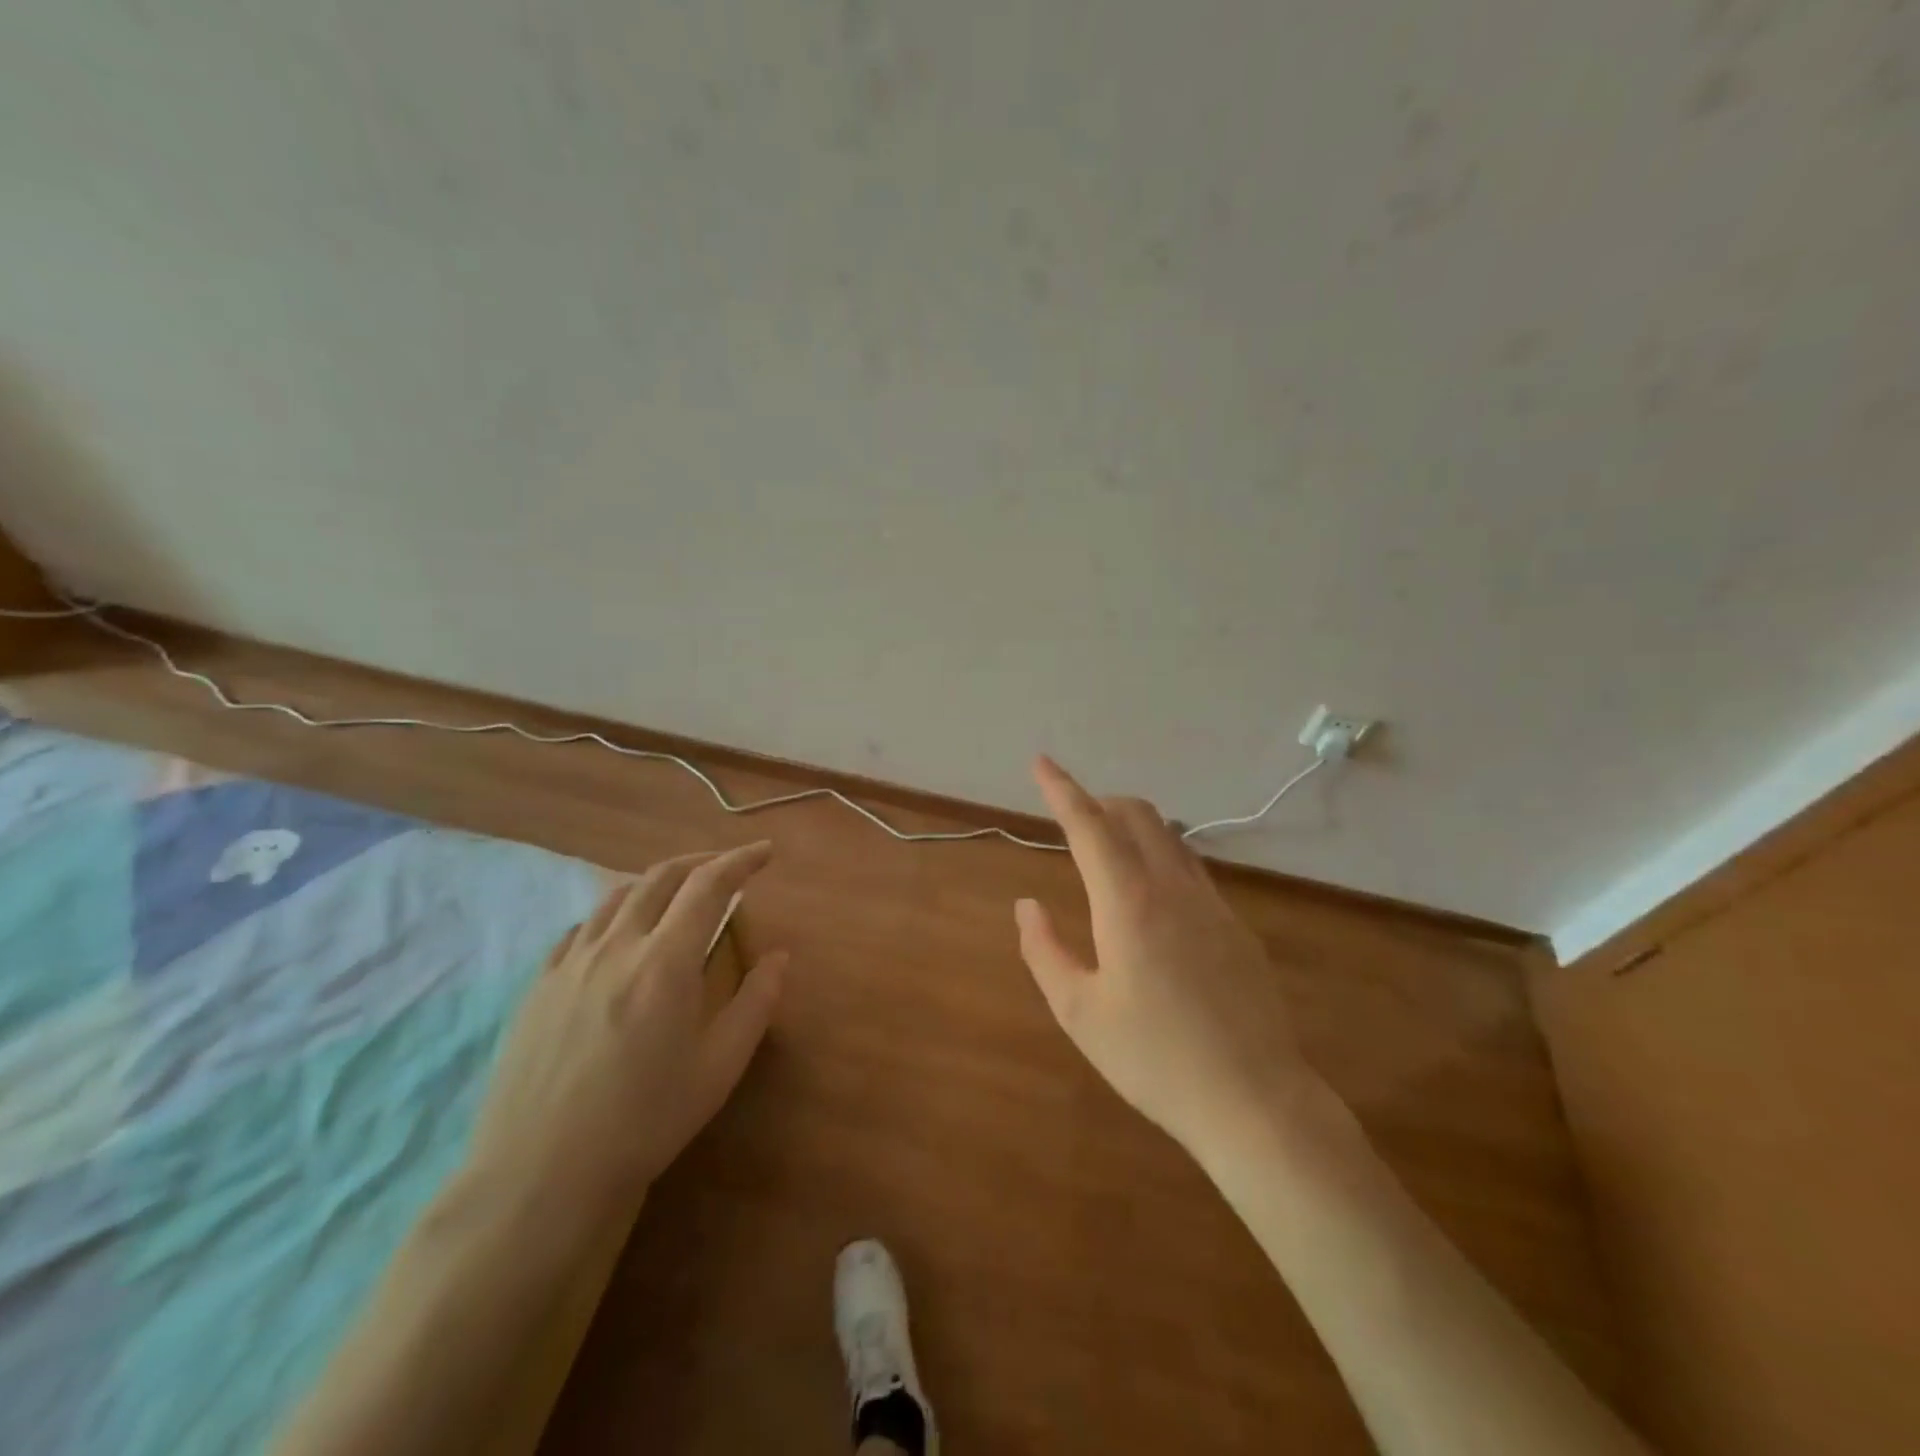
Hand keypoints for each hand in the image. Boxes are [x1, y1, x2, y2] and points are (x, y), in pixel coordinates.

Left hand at [464, 842, 786, 1218]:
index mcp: (666, 961)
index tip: (764, 853)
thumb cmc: (646, 1120)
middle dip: (700, 861)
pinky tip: (618, 935)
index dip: (740, 861)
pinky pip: (579, 928)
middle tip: (727, 867)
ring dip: (656, 882)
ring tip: (677, 894)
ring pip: (617, 896)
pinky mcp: (538, 985)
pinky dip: (613, 914)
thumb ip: (756, 1002)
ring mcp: (570, 962)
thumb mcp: (720, 1065)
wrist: (542, 1174)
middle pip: (660, 877)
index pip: (709, 885)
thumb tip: (779, 956)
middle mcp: (617, 945)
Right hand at [1015, 757, 1317, 1160]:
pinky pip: (1191, 867)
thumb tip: (1027, 904)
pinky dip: (1161, 856)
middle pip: (1137, 814)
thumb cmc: (1153, 1059)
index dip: (1061, 789)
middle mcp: (1172, 887)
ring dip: (1133, 826)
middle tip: (1072, 818)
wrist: (1254, 1100)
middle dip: (1100, 802)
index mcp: (1128, 903)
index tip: (1041, 762)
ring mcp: (1212, 903)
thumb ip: (1044, 950)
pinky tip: (1152, 898)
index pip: (1089, 826)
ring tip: (1107, 851)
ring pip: (1169, 837)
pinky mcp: (1235, 925)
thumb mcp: (1079, 1012)